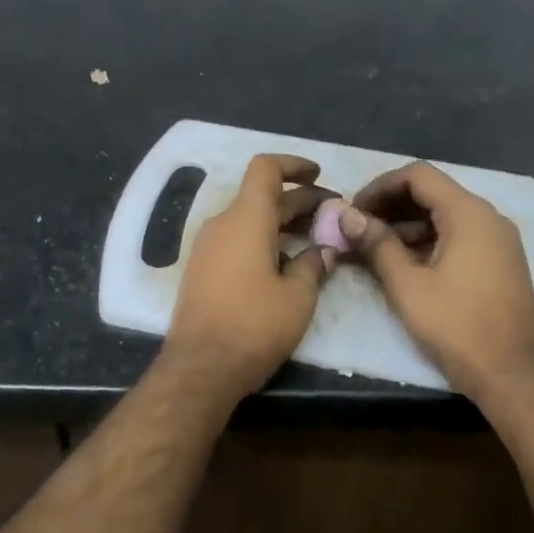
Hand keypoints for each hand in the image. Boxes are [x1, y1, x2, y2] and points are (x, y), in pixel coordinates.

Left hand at [165, 154, 337, 398]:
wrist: (201, 367)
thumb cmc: (255, 326)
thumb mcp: (298, 297)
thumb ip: (314, 264)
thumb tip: (323, 249)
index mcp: (246, 218)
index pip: (265, 169)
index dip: (293, 165)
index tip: (318, 175)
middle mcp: (222, 224)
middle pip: (261, 197)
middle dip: (298, 201)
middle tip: (332, 216)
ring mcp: (206, 248)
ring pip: (248, 220)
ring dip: (281, 223)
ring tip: (315, 240)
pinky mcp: (201, 270)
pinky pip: (235, 241)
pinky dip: (262, 241)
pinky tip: (285, 265)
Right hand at [339, 162, 533, 403]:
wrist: (515, 375)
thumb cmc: (457, 326)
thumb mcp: (407, 285)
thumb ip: (377, 244)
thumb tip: (347, 216)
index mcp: (468, 214)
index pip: (418, 175)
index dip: (380, 186)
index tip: (353, 210)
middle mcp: (488, 218)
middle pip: (432, 192)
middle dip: (391, 206)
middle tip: (357, 229)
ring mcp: (498, 241)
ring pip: (445, 216)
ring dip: (407, 226)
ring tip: (373, 249)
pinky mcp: (499, 262)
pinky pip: (458, 236)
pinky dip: (428, 242)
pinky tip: (403, 264)